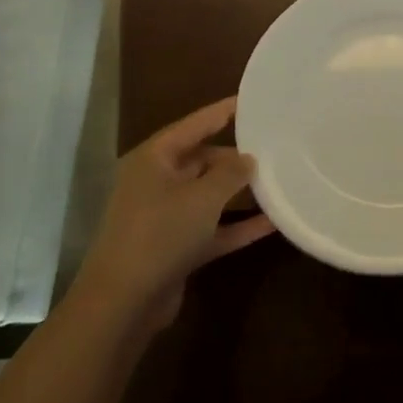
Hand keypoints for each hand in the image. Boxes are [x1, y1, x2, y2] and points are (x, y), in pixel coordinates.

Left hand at [76, 97, 274, 334]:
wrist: (123, 303)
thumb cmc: (160, 232)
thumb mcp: (203, 196)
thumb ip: (231, 173)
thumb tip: (249, 158)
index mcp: (154, 158)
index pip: (194, 125)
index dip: (222, 111)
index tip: (251, 100)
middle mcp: (157, 182)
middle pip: (202, 160)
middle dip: (236, 158)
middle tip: (274, 149)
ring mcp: (165, 217)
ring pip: (209, 196)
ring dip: (239, 193)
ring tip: (278, 182)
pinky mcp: (176, 248)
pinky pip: (213, 228)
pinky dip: (238, 226)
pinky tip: (272, 223)